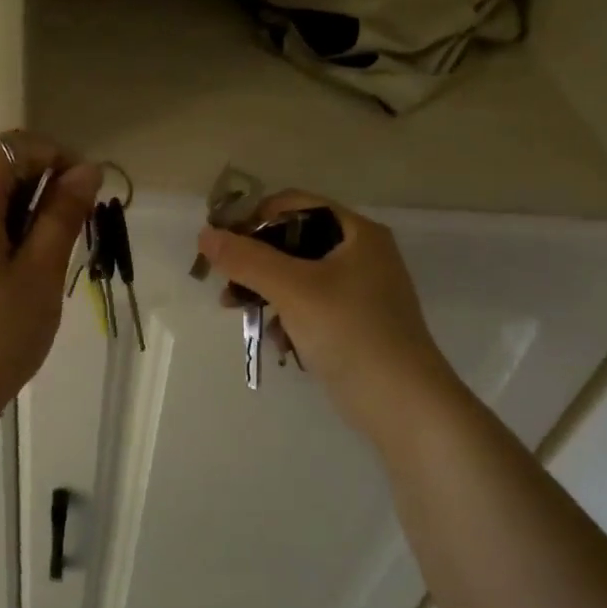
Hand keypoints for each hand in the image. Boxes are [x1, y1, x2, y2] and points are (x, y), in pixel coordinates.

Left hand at [0, 136, 100, 427]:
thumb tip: (86, 170)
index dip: (52, 153)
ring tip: (45, 238)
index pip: (9, 147)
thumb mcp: (39, 276)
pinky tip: (13, 256)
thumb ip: (62, 215)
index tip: (83, 184)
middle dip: (32, 168)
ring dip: (12, 193)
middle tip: (68, 208)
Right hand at [195, 191, 462, 438]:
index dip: (253, 219)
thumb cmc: (350, 332)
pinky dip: (287, 317)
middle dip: (255, 262)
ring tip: (239, 313)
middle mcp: (361, 253)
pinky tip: (277, 342)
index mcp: (356, 232)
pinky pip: (308, 306)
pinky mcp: (353, 323)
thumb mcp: (293, 289)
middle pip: (292, 240)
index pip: (293, 204)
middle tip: (226, 285)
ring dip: (265, 292)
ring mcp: (359, 290)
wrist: (401, 403)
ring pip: (296, 276)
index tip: (223, 246)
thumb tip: (205, 235)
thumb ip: (246, 259)